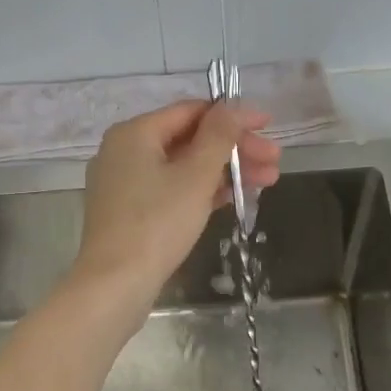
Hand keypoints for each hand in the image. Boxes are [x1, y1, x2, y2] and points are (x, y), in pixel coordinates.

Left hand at [72, 99, 279, 309]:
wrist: (115, 284)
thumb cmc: (157, 223)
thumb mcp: (195, 176)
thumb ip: (219, 136)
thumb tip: (233, 106)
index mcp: (135, 133)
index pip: (192, 111)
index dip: (234, 116)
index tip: (268, 126)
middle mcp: (124, 151)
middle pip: (189, 139)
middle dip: (235, 149)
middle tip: (275, 161)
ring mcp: (125, 183)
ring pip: (183, 166)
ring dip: (224, 171)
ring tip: (267, 182)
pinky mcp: (130, 212)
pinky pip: (171, 189)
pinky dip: (201, 190)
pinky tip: (234, 197)